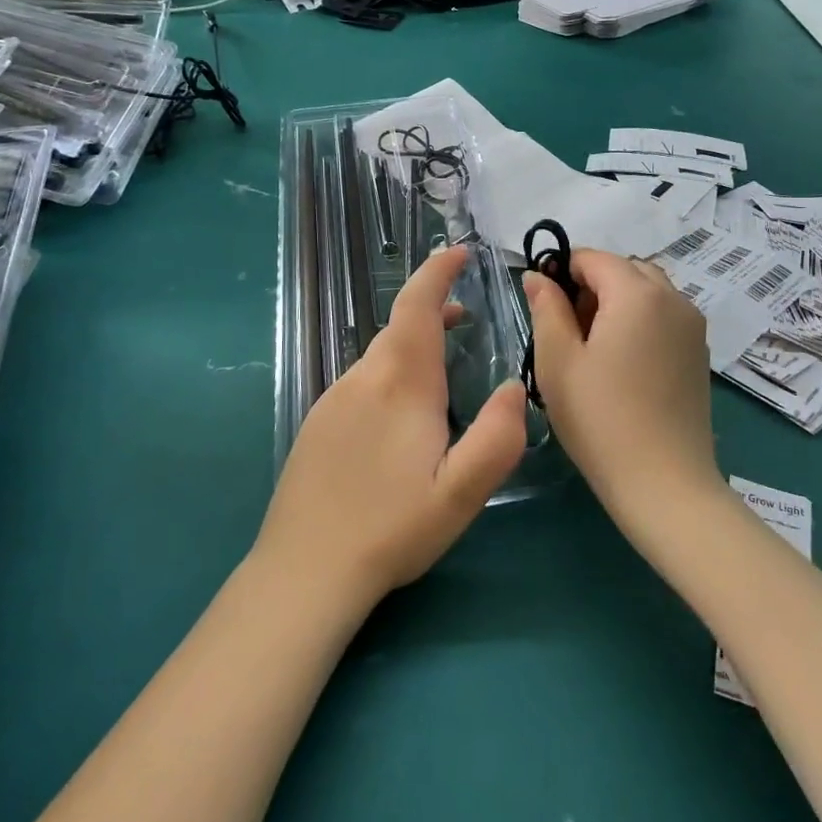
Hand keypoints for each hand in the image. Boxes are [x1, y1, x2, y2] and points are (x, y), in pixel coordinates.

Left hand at [256, 247, 526, 608]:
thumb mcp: (461, 494)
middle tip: (466, 322)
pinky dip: (388, 375)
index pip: (416, 305)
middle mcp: (361, 378)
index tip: (458, 252)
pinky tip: (398, 420)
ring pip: (379, 357)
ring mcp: (332, 399)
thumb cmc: (391, 530)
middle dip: (432, 312)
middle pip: (399, 328)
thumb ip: (498, 437)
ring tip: (440, 373)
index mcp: (400, 383)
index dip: (437, 272)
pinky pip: (360, 382)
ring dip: (411, 348)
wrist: (304, 570)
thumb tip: (517, 387)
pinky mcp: (316, 423)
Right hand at [523, 250, 719, 518]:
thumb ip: (546, 308)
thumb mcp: (557, 361)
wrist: (664, 483)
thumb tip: (538, 276)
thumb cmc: (600, 419)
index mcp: (638, 293)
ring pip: (647, 292)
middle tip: (566, 330)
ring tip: (593, 348)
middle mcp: (674, 299)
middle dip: (591, 286)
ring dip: (616, 303)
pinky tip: (622, 365)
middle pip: (624, 270)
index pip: (593, 257)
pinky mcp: (699, 353)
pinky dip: (639, 322)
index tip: (542, 306)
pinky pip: (664, 316)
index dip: (561, 271)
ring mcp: (693, 326)